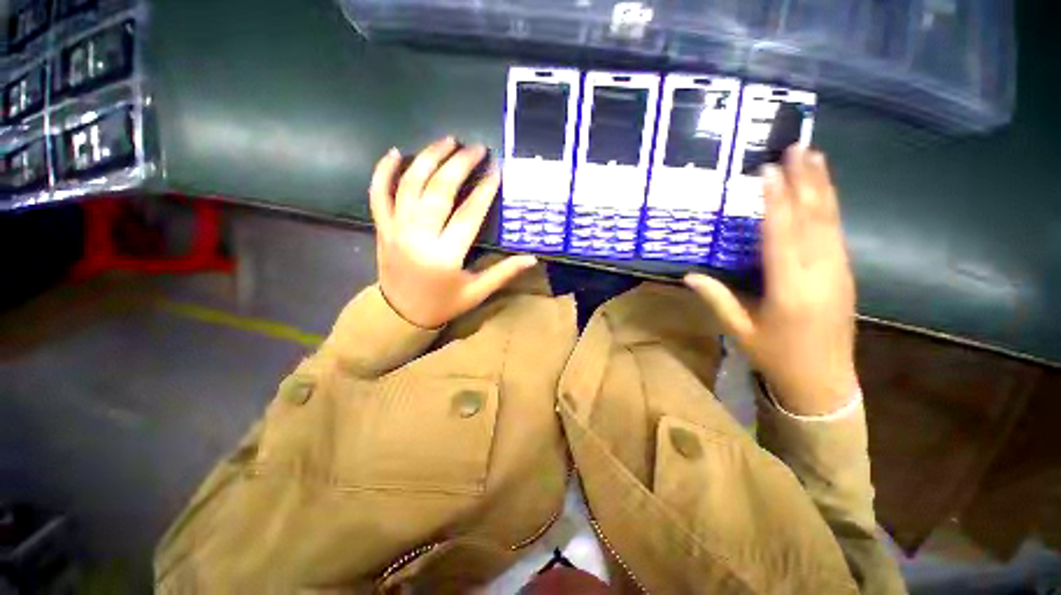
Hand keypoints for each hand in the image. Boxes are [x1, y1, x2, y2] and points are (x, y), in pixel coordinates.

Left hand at [369, 137, 536, 328]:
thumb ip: (503, 272)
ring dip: (429, 159)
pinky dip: (383, 172)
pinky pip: (378, 194)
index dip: (484, 190)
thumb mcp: (477, 292)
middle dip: (459, 165)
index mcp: (445, 256)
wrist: (400, 315)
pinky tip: (396, 153)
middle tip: (476, 149)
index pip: (468, 214)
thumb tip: (532, 258)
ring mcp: (396, 229)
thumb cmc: (443, 304)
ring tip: (448, 141)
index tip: (496, 169)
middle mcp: (418, 237)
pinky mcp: (382, 228)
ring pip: (410, 185)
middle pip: (439, 191)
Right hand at [686, 148, 858, 415]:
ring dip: (822, 186)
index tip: (767, 171)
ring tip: (814, 156)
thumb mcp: (739, 330)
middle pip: (813, 219)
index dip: (774, 202)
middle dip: (805, 180)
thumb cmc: (776, 356)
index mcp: (790, 290)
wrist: (825, 381)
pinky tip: (823, 192)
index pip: (781, 236)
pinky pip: (836, 233)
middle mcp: (820, 274)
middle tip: (798, 147)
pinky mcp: (845, 274)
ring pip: (831, 221)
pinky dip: (829, 206)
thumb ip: (717, 298)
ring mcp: (838, 272)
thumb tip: (690, 274)